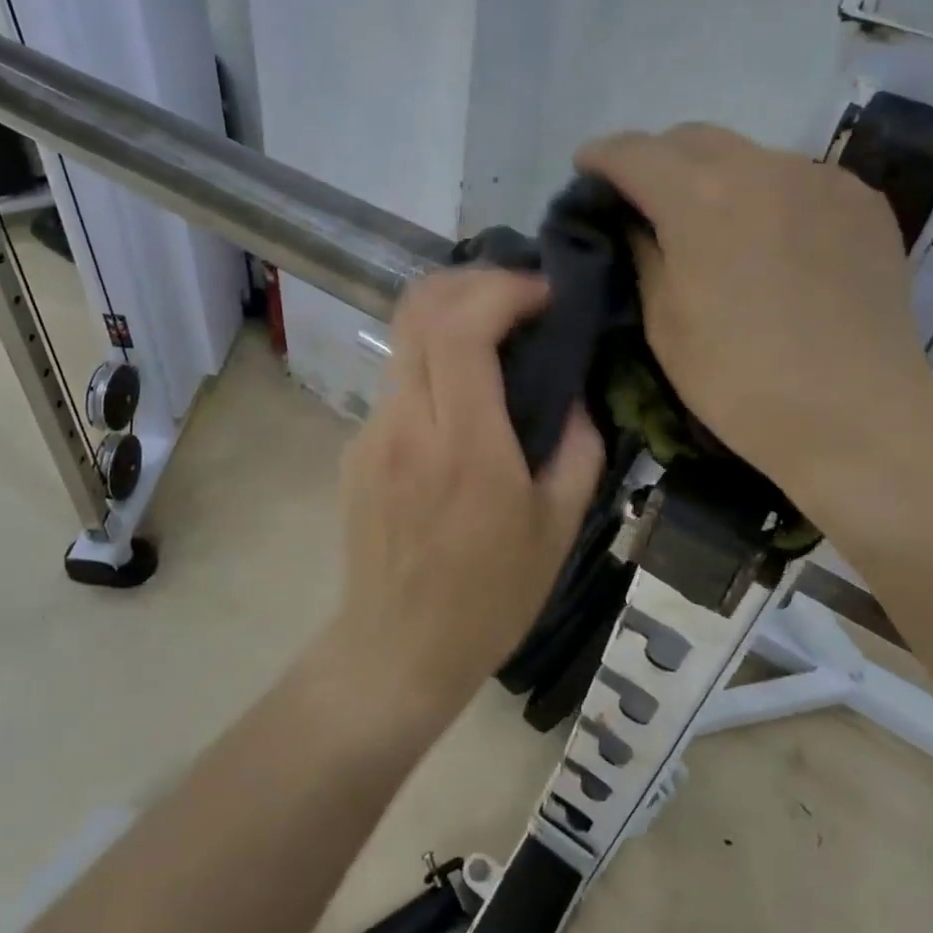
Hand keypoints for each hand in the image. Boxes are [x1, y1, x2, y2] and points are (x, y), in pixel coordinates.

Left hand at [332, 270, 604, 718]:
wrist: (396, 650)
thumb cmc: (489, 599)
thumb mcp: (558, 529)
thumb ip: (577, 448)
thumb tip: (571, 394)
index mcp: (464, 445)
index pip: (462, 328)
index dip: (503, 290)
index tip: (544, 293)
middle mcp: (406, 424)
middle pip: (419, 310)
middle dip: (472, 281)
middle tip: (518, 295)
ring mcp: (370, 433)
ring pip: (403, 340)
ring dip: (451, 318)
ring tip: (496, 337)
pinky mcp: (355, 448)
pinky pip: (397, 383)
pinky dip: (433, 363)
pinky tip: (461, 398)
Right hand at [577, 123, 932, 505]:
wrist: (856, 416)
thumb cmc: (739, 380)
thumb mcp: (664, 322)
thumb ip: (644, 254)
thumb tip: (638, 222)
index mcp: (700, 199)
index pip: (634, 152)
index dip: (601, 156)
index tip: (586, 169)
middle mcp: (762, 167)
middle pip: (691, 138)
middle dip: (657, 158)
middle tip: (643, 198)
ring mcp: (820, 179)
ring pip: (748, 154)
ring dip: (715, 176)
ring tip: (713, 224)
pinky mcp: (862, 201)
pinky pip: (797, 179)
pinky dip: (768, 196)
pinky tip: (772, 241)